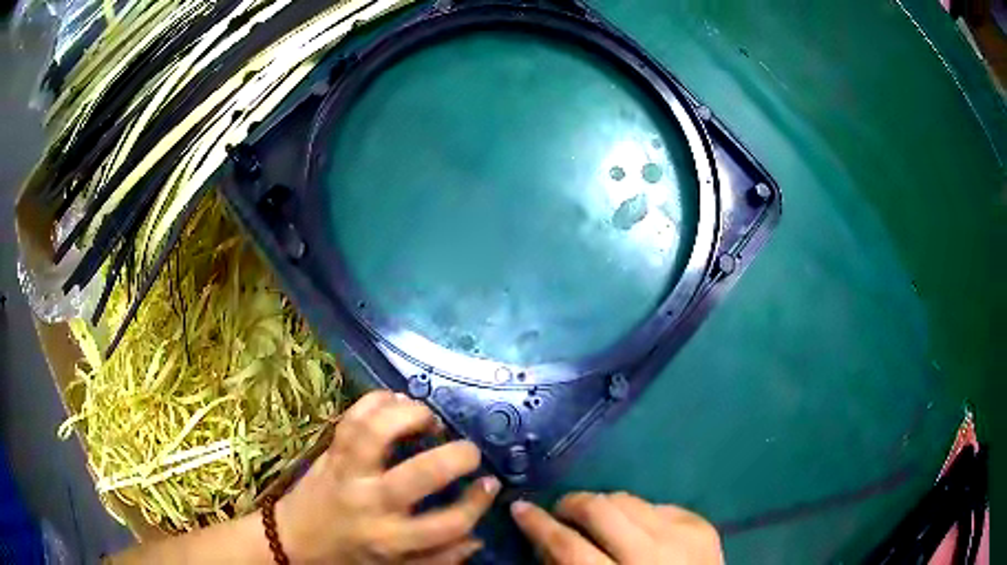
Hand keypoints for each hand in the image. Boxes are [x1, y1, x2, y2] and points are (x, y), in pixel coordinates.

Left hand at [276, 391, 500, 563]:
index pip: (449, 522)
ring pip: (378, 433)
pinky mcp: (330, 452)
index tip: (489, 485)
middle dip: (457, 456)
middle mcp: (371, 503)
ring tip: (430, 420)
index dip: (477, 502)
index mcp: (392, 538)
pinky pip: (351, 417)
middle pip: (421, 474)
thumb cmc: (349, 558)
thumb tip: (477, 537)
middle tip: (469, 450)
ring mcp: (347, 472)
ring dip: (412, 417)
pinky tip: (397, 402)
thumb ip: (439, 559)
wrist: (294, 541)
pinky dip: (376, 400)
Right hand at [511, 492, 722, 564]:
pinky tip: (636, 527)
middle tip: (561, 510)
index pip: (568, 546)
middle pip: (600, 510)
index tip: (520, 509)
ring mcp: (682, 536)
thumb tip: (547, 541)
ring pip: (628, 499)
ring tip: (596, 516)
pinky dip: (639, 513)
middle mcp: (652, 554)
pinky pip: (658, 505)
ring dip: (604, 503)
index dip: (539, 525)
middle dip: (572, 503)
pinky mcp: (701, 526)